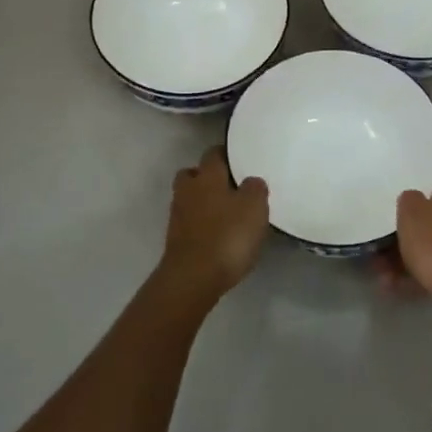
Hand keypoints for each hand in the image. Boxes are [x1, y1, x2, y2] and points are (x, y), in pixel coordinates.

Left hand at [155, 148, 268, 301]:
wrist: (193, 277)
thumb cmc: (227, 236)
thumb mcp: (254, 208)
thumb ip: (255, 188)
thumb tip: (251, 181)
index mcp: (207, 176)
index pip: (214, 154)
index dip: (227, 155)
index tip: (241, 160)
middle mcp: (188, 190)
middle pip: (194, 174)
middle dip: (208, 177)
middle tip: (231, 188)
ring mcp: (178, 215)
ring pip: (190, 198)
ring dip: (204, 203)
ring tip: (227, 214)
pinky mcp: (176, 239)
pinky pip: (190, 222)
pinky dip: (201, 225)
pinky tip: (218, 235)